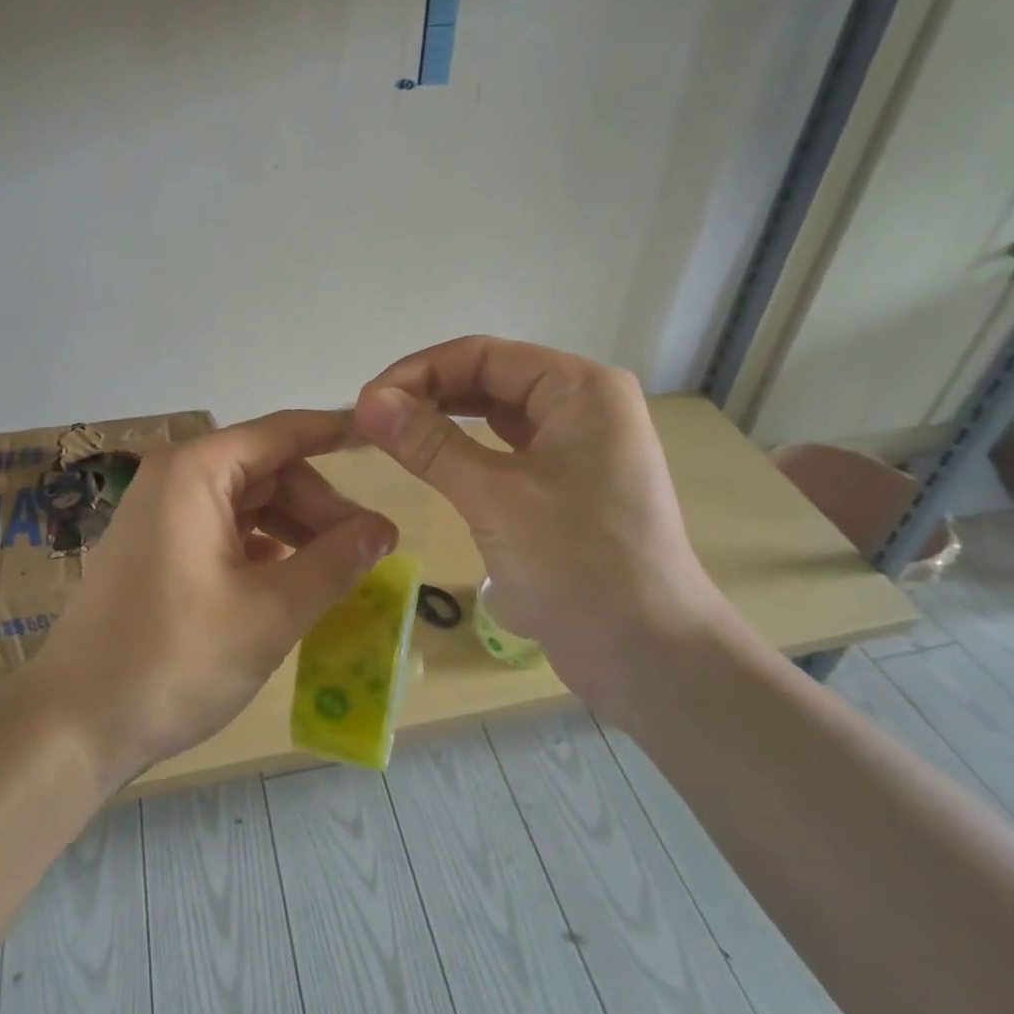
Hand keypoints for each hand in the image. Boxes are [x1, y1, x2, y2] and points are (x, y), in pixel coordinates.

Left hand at [29, 410, 397, 785]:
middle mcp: (175, 479)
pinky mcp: (158, 549)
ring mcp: (161, 515)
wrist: (73, 727)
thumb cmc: (175, 660)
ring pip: (249, 503)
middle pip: (268, 470)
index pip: (283, 432)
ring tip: (338, 569)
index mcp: (197, 472)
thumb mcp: (271, 612)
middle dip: (320, 505)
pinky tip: (291, 578)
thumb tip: (384, 528)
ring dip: (296, 530)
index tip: (383, 435)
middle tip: (368, 549)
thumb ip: (334, 562)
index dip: (336, 432)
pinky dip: (264, 547)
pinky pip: (225, 530)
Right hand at [352, 336, 727, 711]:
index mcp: (579, 388)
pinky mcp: (568, 486)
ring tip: (390, 437)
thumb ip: (429, 443)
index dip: (418, 372)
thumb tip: (367, 401)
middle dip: (428, 394)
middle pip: (490, 379)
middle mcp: (583, 405)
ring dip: (444, 421)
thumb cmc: (578, 564)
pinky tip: (432, 462)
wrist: (649, 657)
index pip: (483, 356)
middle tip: (369, 423)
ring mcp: (578, 447)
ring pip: (496, 416)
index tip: (364, 404)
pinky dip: (466, 453)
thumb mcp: (495, 497)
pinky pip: (507, 452)